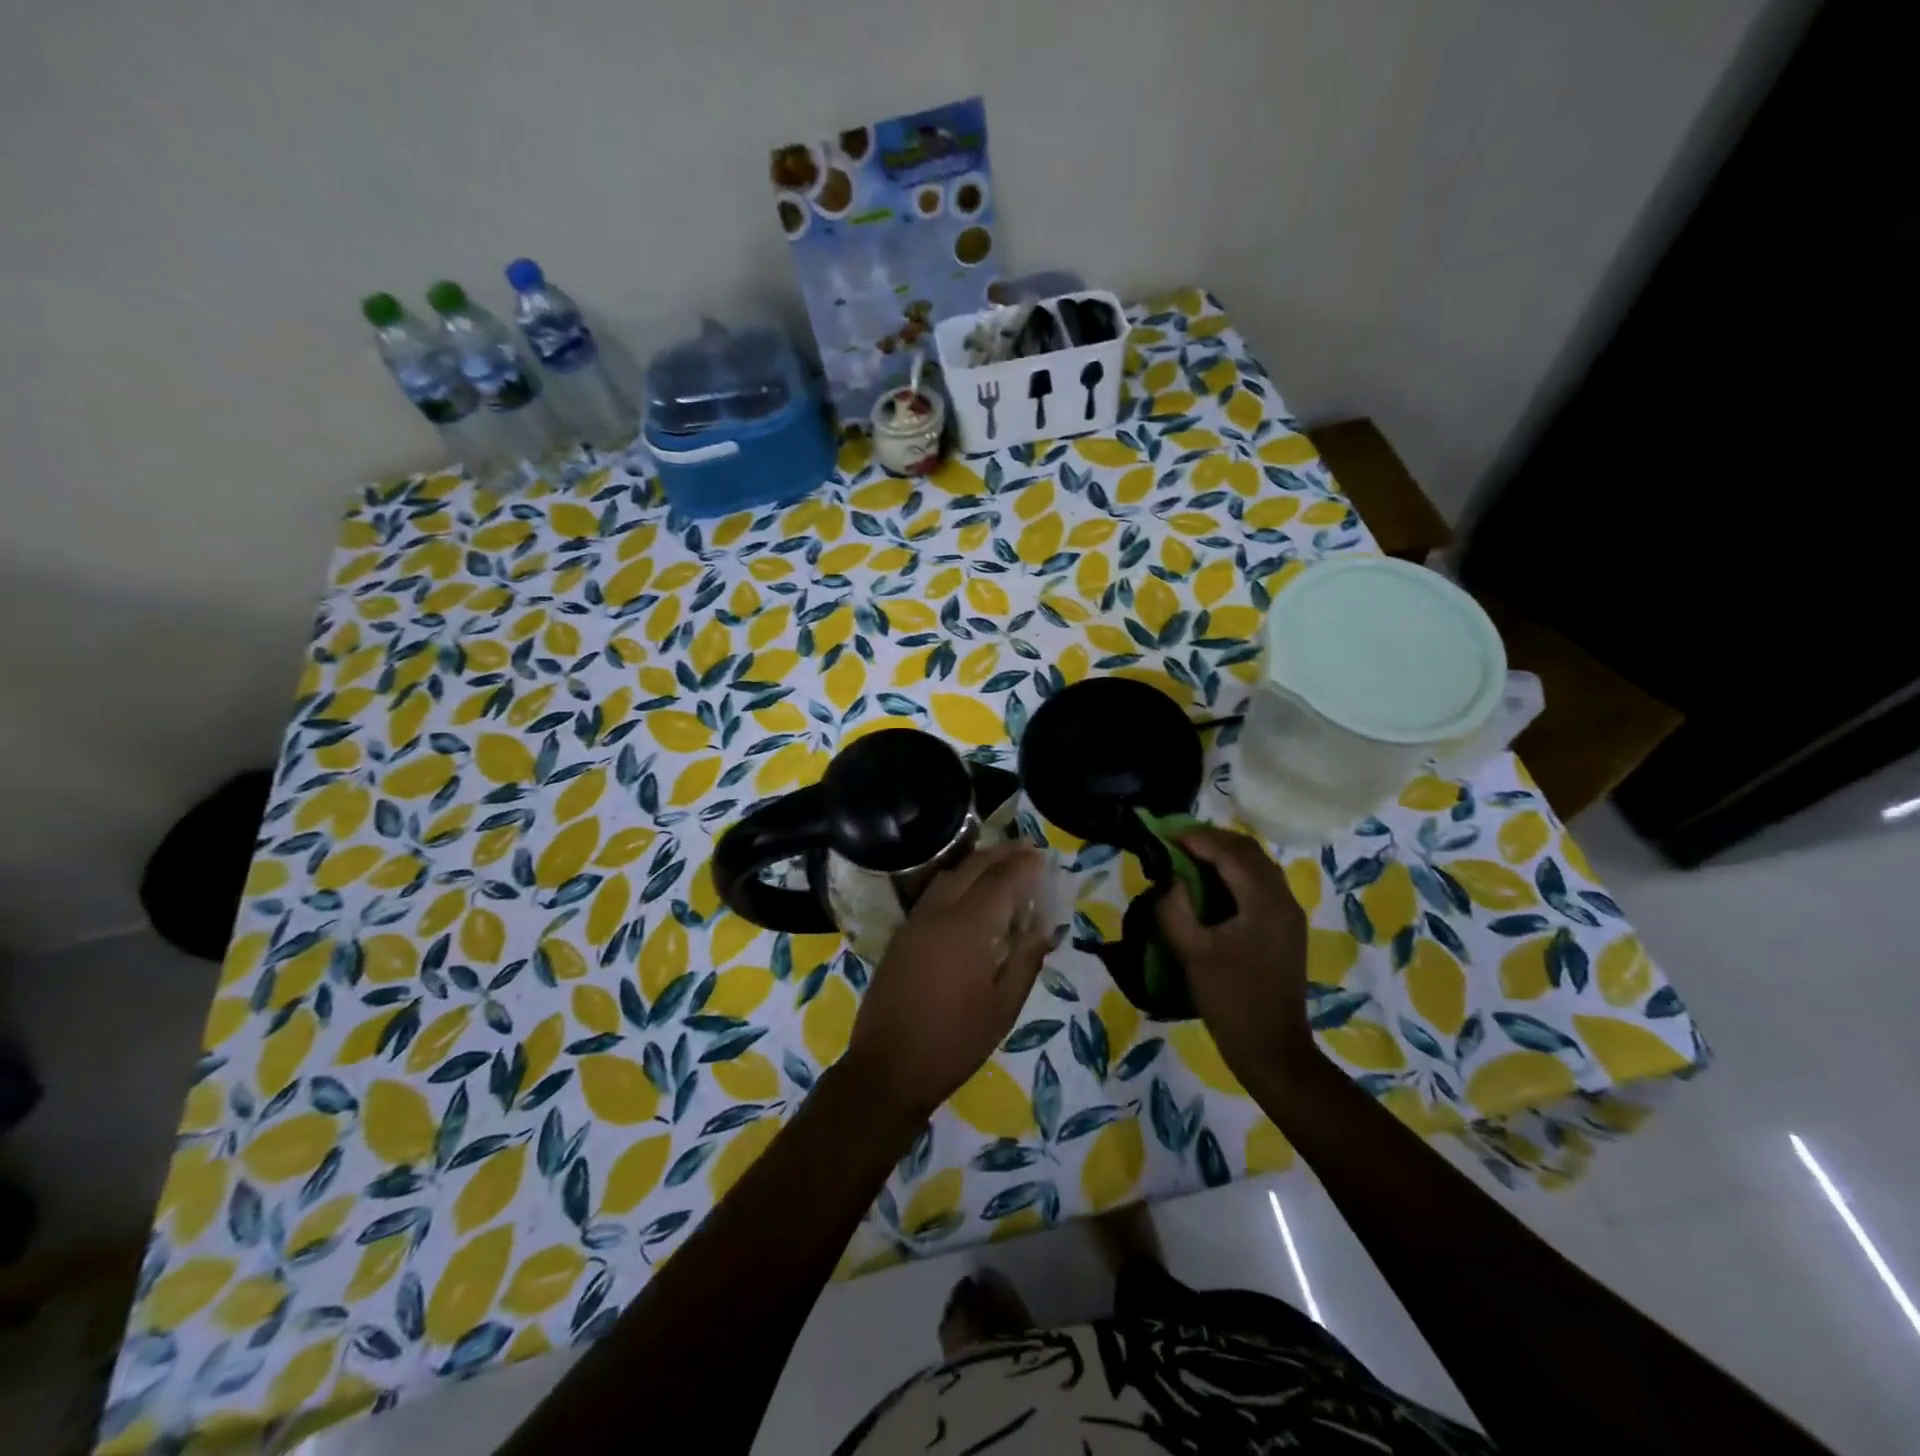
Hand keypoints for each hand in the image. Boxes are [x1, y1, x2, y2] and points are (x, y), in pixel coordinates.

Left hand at [844, 843, 1055, 1119]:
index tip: (1044, 857)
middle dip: (1002, 854)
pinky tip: (970, 894)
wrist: (888, 1068)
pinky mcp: (902, 934)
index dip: (1025, 866)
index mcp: (968, 928)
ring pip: (949, 875)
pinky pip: (934, 893)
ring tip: (1002, 864)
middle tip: (1027, 848)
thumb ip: (1026, 958)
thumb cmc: (954, 1042)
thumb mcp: (1003, 1007)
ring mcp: (915, 921)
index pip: (1002, 880)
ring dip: (977, 863)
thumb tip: (1045, 924)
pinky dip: (957, 880)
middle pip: (973, 867)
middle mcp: (939, 913)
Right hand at [1154, 827, 1313, 1090]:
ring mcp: (1289, 915)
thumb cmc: (1230, 1000)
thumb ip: (1175, 909)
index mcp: (1264, 902)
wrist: (1272, 1048)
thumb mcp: (1192, 953)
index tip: (1166, 836)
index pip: (1230, 853)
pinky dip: (1235, 874)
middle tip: (1177, 843)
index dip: (1197, 839)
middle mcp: (1283, 900)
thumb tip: (1169, 880)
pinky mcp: (1286, 929)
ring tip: (1190, 858)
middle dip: (1213, 841)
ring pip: (1258, 866)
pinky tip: (1212, 886)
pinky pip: (1261, 884)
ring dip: (1225, 855)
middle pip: (1249, 852)